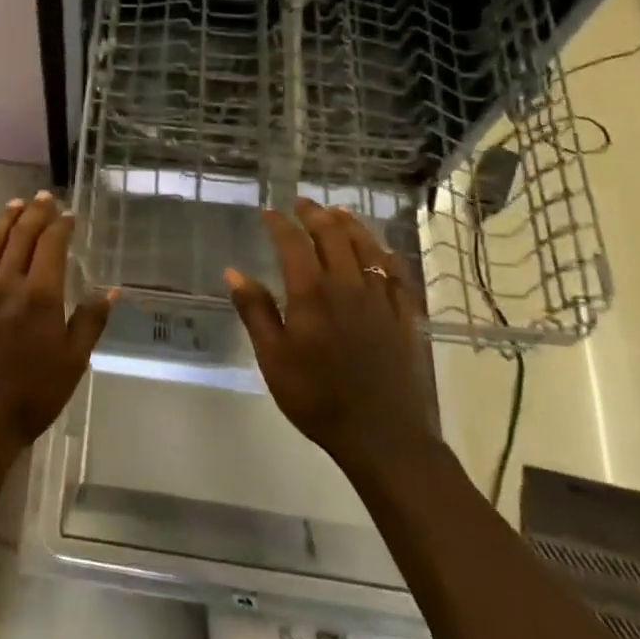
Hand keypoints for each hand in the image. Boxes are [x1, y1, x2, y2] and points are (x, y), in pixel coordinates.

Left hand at [0, 192, 114, 462]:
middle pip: (20, 236)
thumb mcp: (73, 363)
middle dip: (34, 213)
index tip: (68, 214)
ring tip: (15, 205)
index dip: (60, 225)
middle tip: (44, 198)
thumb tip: (110, 290)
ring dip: (4, 220)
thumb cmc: (32, 397)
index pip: (50, 245)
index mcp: (39, 296)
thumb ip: (90, 322)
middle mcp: (6, 284)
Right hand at [225, 199, 436, 463]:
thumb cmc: (316, 398)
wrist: (382, 435)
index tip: (268, 212)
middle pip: (334, 236)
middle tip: (302, 203)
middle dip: (315, 215)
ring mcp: (382, 300)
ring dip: (351, 225)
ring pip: (368, 248)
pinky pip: (397, 274)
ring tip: (338, 212)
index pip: (293, 244)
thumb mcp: (272, 357)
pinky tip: (382, 250)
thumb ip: (255, 311)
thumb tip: (234, 271)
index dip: (279, 224)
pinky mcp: (405, 317)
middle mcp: (349, 286)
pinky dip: (386, 254)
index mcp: (312, 294)